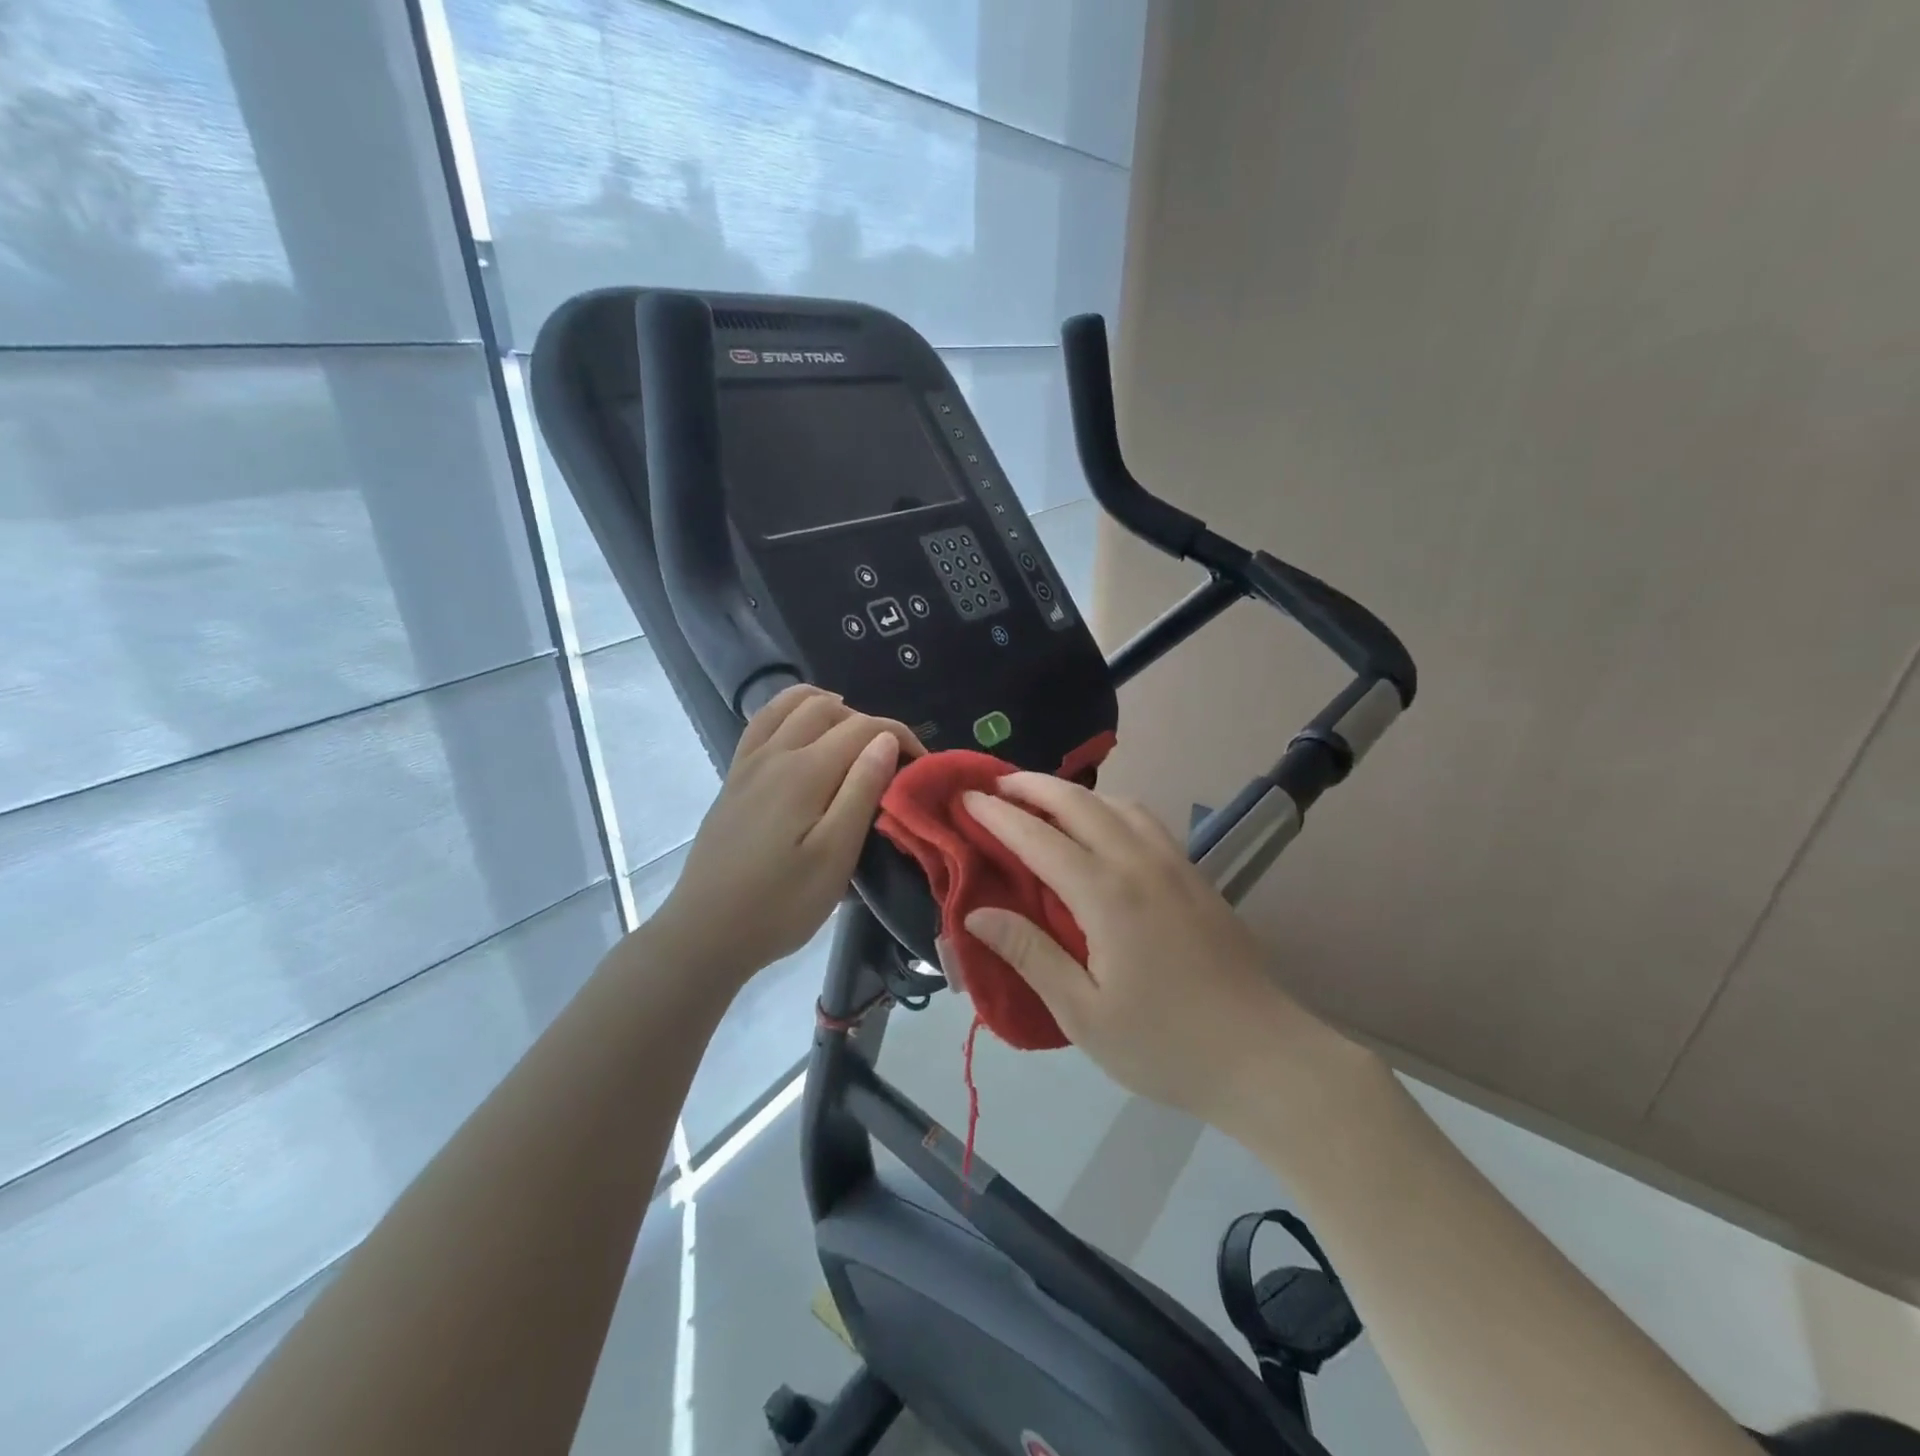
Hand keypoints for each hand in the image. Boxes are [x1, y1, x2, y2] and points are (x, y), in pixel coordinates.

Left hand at [652, 685, 919, 984]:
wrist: (706, 932)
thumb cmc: (781, 904)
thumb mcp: (835, 856)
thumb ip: (861, 791)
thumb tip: (885, 738)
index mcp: (806, 771)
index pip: (863, 728)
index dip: (900, 736)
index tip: (922, 764)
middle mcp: (775, 753)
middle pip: (828, 709)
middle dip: (868, 723)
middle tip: (889, 761)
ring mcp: (748, 763)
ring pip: (790, 705)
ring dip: (828, 708)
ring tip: (852, 734)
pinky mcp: (733, 778)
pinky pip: (762, 722)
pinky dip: (790, 712)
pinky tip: (802, 734)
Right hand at [962, 774, 1317, 1128]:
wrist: (1264, 1057)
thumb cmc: (1164, 1044)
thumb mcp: (1083, 1013)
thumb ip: (1029, 955)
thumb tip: (977, 913)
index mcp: (1106, 895)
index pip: (1038, 838)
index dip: (997, 816)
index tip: (966, 799)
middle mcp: (1139, 863)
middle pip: (1079, 803)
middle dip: (1032, 786)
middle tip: (996, 786)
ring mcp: (1175, 865)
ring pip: (1118, 803)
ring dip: (1074, 793)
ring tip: (1043, 802)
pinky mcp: (1196, 877)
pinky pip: (1145, 821)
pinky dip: (1110, 808)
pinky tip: (1103, 829)